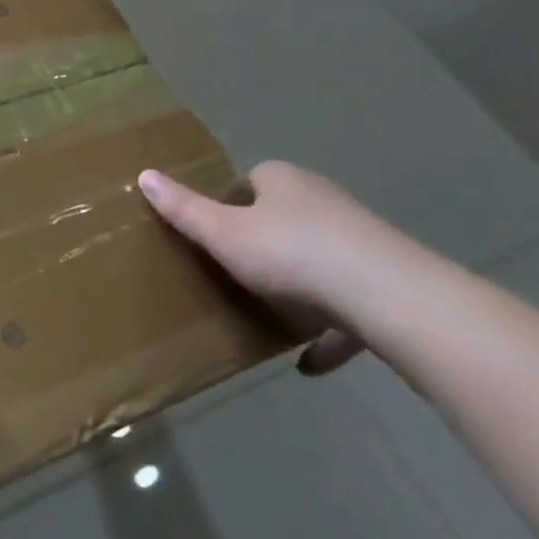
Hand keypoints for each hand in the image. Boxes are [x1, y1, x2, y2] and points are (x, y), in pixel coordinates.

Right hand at [138, 161, 427, 375]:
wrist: (393, 301)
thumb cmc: (293, 254)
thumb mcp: (223, 233)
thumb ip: (184, 209)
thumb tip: (144, 175)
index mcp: (284, 181)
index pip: (252, 179)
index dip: (231, 202)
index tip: (213, 231)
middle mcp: (325, 202)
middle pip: (286, 218)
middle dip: (264, 242)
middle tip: (234, 271)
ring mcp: (362, 244)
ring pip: (320, 261)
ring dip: (299, 286)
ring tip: (269, 314)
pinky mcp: (388, 285)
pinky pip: (350, 308)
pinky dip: (330, 332)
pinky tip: (310, 363)